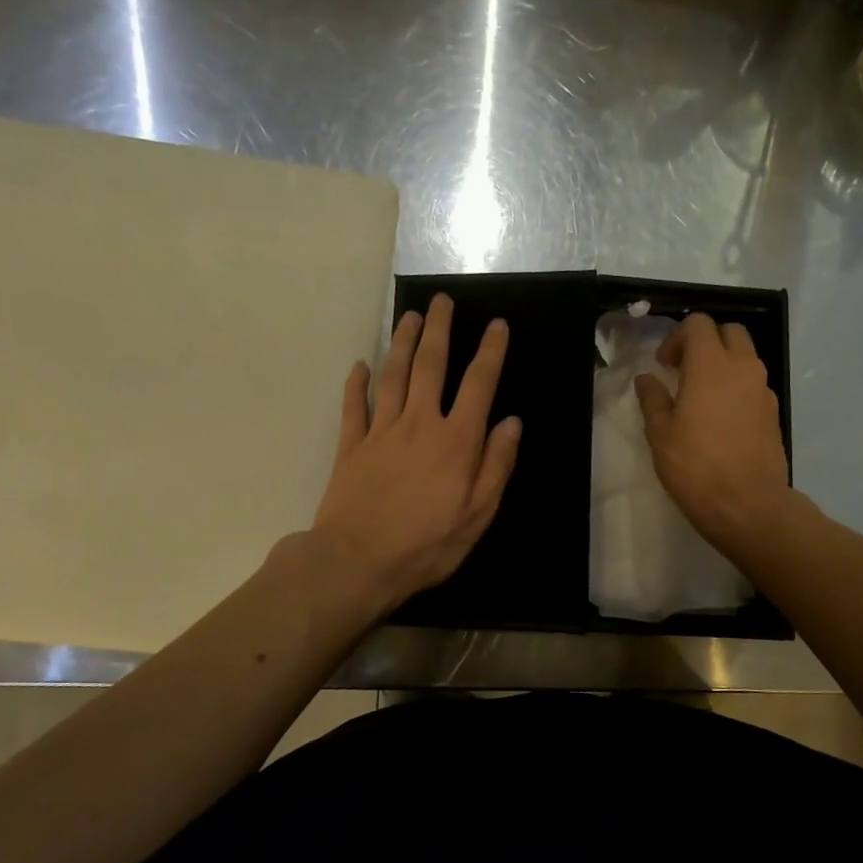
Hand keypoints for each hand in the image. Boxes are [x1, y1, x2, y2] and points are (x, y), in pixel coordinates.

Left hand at [314, 293, 520, 612]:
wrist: (356, 562)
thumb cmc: (426, 544)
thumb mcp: (477, 514)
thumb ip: (496, 465)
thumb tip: (511, 423)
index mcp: (456, 441)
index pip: (478, 384)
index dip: (489, 352)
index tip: (496, 325)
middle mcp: (419, 424)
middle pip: (429, 365)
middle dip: (437, 330)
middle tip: (440, 300)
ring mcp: (380, 431)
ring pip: (392, 375)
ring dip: (401, 342)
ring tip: (408, 316)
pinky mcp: (351, 446)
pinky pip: (354, 406)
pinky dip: (357, 383)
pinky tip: (360, 366)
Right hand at [635, 313, 788, 553]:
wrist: (748, 504)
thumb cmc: (696, 467)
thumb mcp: (661, 434)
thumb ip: (653, 399)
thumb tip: (647, 380)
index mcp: (711, 365)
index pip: (699, 324)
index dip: (678, 337)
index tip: (664, 365)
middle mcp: (743, 368)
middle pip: (729, 332)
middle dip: (706, 342)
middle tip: (684, 370)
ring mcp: (763, 389)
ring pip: (746, 356)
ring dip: (724, 364)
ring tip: (701, 395)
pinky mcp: (774, 412)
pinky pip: (754, 384)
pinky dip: (737, 387)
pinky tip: (721, 418)